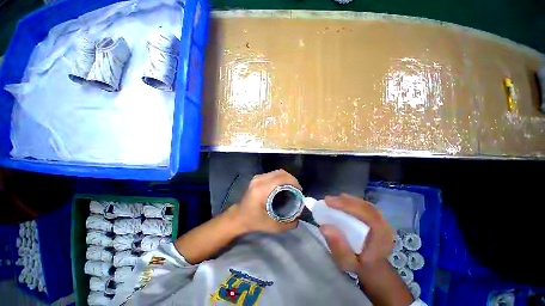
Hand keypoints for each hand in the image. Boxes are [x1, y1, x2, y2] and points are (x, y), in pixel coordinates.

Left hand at [234, 169, 301, 234]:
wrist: (238, 216)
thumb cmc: (253, 221)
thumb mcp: (271, 226)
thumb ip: (287, 224)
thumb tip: (299, 219)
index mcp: (262, 189)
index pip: (281, 178)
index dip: (293, 182)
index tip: (299, 191)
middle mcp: (259, 180)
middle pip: (281, 173)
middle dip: (292, 180)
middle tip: (297, 190)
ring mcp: (257, 177)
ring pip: (277, 172)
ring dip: (287, 178)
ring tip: (292, 188)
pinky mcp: (257, 178)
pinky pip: (273, 174)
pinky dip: (281, 178)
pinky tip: (283, 187)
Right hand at [320, 194, 393, 272]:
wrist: (372, 266)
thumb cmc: (359, 265)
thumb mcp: (347, 262)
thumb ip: (338, 247)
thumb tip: (324, 227)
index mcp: (382, 237)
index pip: (367, 214)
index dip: (347, 205)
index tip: (329, 202)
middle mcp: (384, 225)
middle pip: (365, 206)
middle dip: (345, 201)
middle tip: (327, 200)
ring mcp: (381, 219)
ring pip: (363, 203)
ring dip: (346, 200)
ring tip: (332, 201)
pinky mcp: (375, 216)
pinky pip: (362, 204)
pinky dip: (350, 202)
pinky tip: (340, 202)